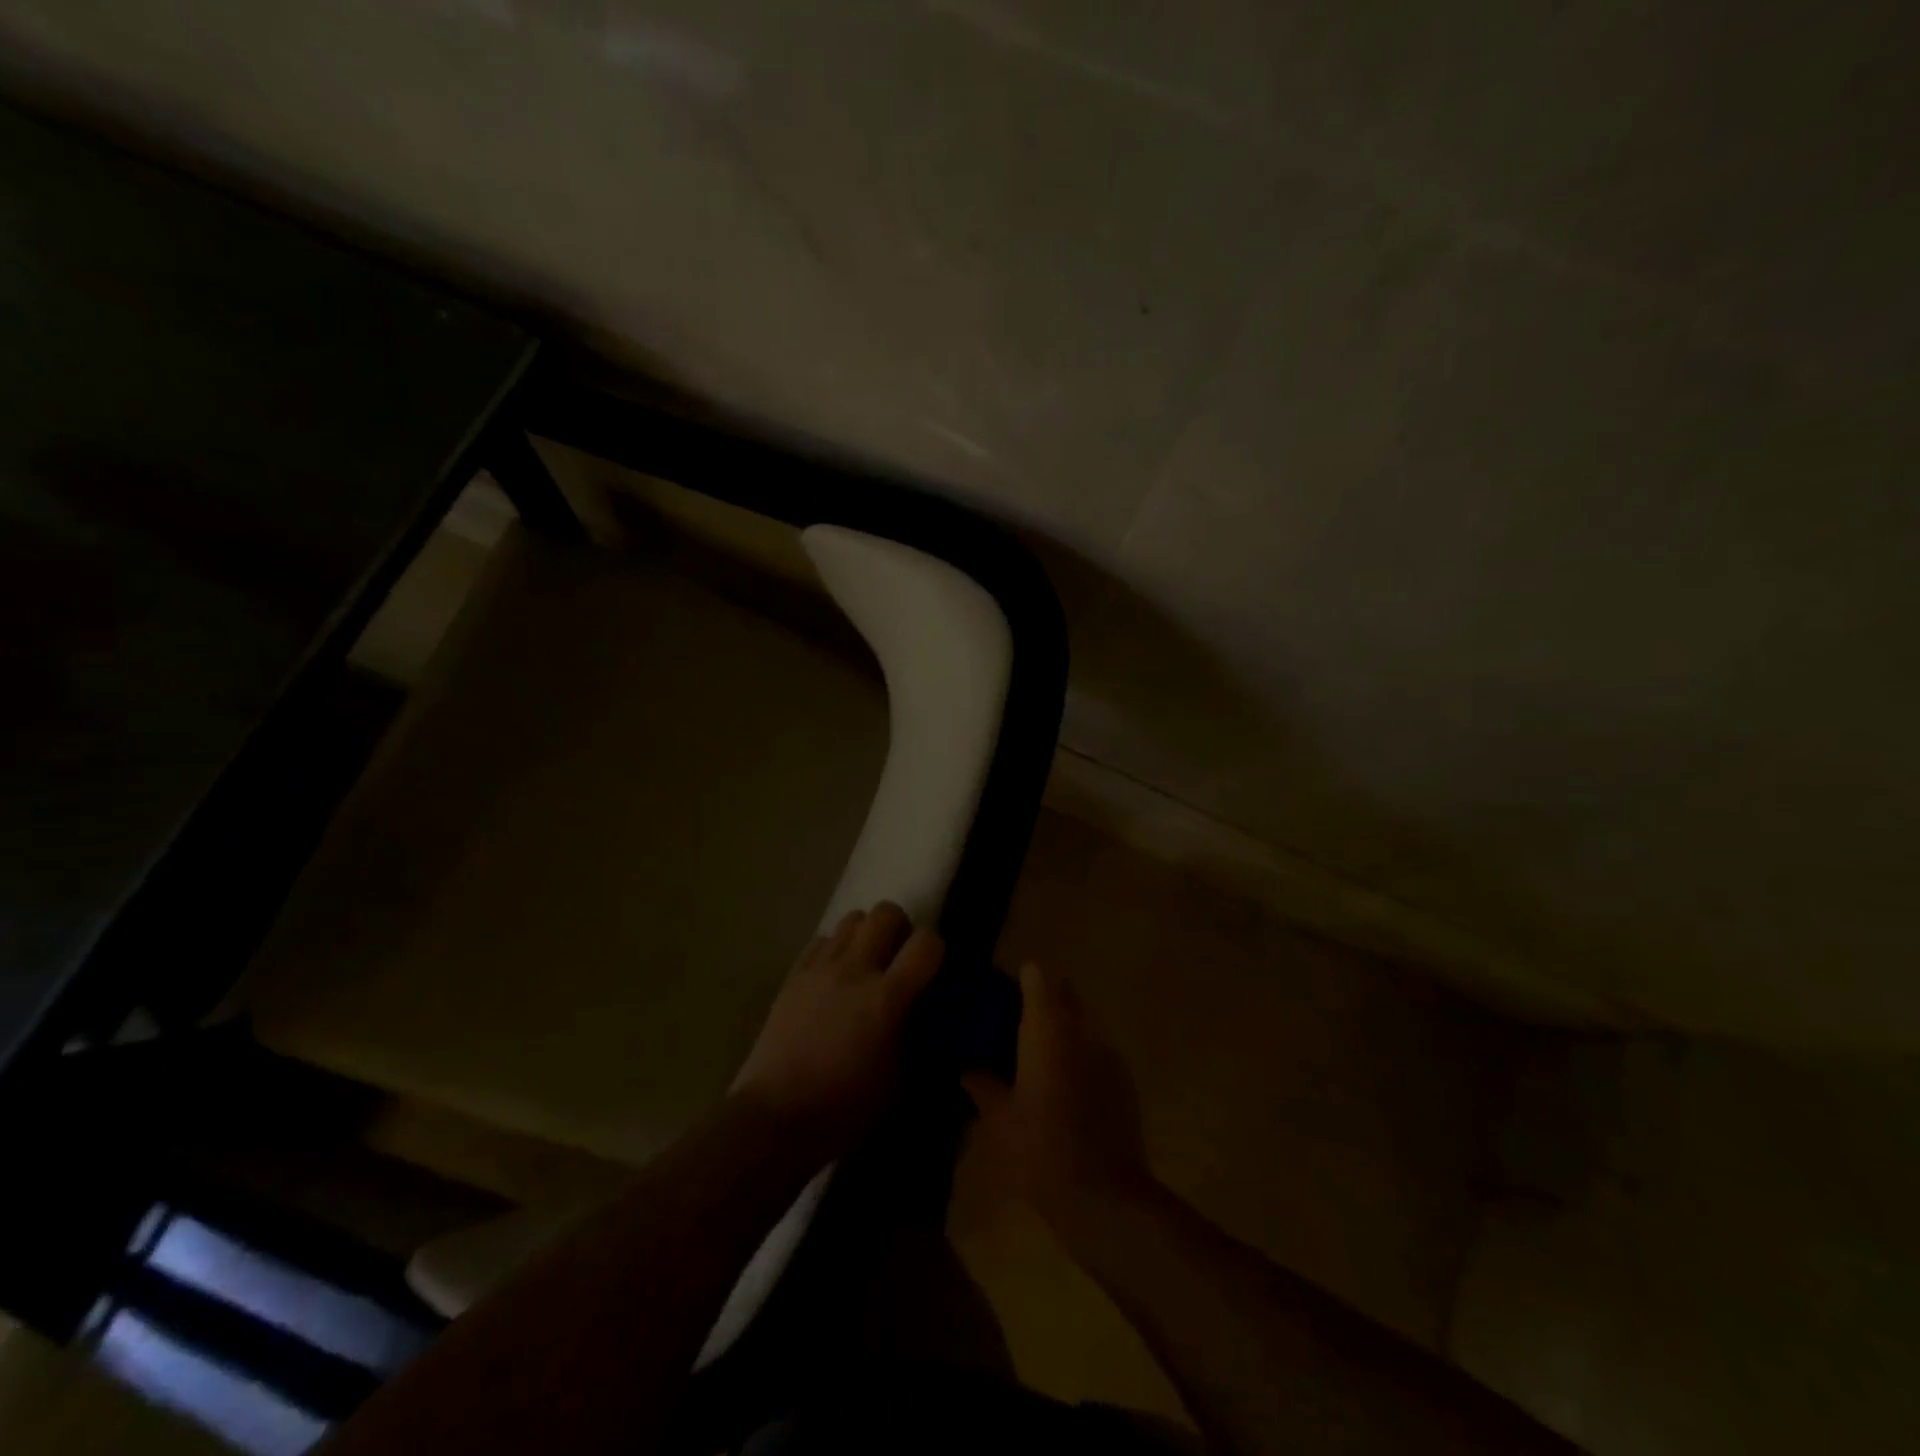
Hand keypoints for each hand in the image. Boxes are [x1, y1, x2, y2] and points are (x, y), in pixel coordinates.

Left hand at [734, 901, 941, 1159]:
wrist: (775, 1119)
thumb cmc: (844, 1109)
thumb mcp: (898, 1078)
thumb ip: (914, 1033)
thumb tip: (922, 1012)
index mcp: (887, 998)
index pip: (927, 942)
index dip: (936, 949)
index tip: (933, 968)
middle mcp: (855, 970)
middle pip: (886, 912)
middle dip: (900, 928)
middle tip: (899, 958)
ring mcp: (820, 968)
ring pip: (852, 918)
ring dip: (867, 934)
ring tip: (866, 964)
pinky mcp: (794, 975)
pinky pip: (822, 940)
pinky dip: (836, 948)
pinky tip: (835, 977)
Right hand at [961, 963, 1152, 1235]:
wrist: (1105, 1198)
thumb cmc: (1041, 1151)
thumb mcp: (998, 1120)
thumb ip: (981, 1084)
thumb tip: (966, 1066)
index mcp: (1047, 1028)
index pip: (1038, 975)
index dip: (1020, 978)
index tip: (1001, 995)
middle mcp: (1081, 1028)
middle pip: (1064, 992)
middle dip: (1042, 999)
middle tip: (1014, 1025)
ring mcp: (1108, 1051)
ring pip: (1082, 1020)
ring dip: (1062, 1026)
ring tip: (1037, 1057)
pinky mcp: (1124, 1077)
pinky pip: (1096, 1048)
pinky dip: (1079, 1053)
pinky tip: (1063, 1085)